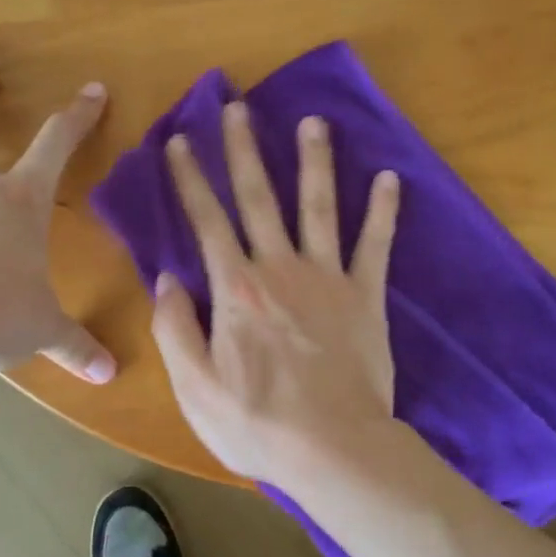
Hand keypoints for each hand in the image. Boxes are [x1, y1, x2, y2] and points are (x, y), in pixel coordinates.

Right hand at [151, 99, 400, 485]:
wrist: (334, 449)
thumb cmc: (257, 424)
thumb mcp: (194, 387)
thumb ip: (175, 328)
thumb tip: (166, 278)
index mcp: (236, 289)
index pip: (207, 221)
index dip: (189, 180)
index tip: (178, 142)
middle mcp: (280, 269)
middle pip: (260, 198)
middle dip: (245, 150)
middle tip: (238, 107)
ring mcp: (327, 278)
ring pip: (318, 206)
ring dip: (313, 161)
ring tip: (312, 121)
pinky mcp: (366, 296)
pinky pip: (375, 244)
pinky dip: (382, 211)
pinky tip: (389, 177)